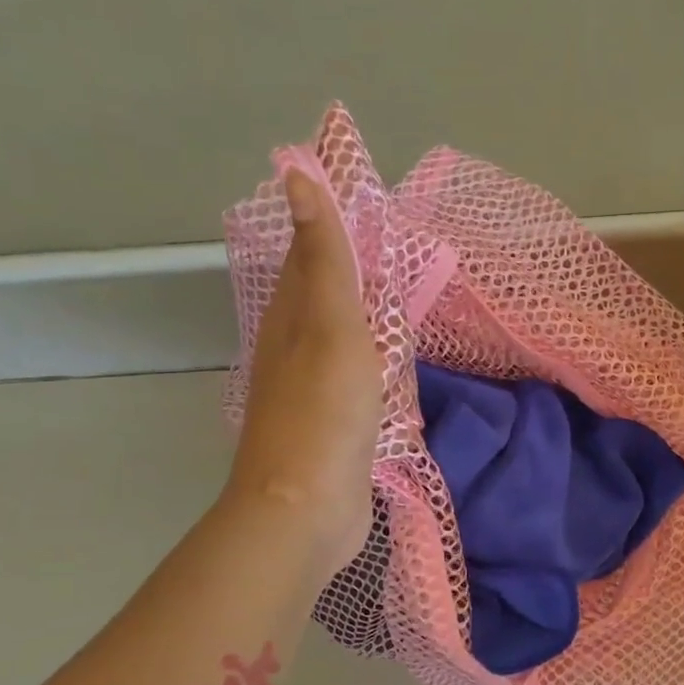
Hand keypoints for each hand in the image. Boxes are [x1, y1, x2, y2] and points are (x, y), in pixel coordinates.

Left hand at [226, 167, 382, 581]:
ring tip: (393, 291)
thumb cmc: (324, 412)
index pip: (307, 254)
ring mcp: (313, 391)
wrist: (307, 509)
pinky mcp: (334, 426)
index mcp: (290, 318)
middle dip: (345, 265)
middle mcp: (294, 348)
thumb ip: (324, 258)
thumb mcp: (331, 325)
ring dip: (359, 312)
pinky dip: (372, 358)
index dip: (326, 221)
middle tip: (385, 240)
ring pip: (338, 336)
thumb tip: (295, 175)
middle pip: (319, 294)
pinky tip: (390, 362)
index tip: (355, 193)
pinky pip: (355, 377)